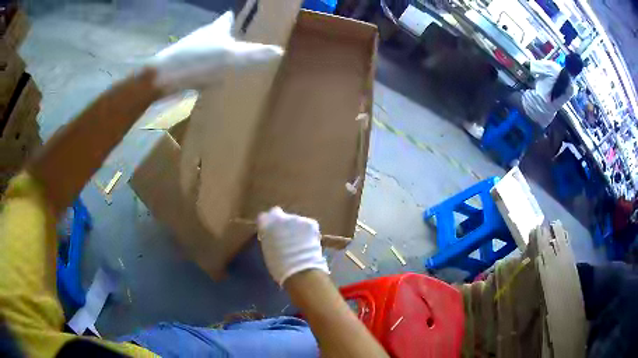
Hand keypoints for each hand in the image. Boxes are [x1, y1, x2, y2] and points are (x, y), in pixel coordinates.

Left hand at [148, 11, 282, 94]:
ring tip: (232, 59)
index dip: (239, 16)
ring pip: (210, 46)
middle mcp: (204, 35)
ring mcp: (192, 49)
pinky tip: (213, 76)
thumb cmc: (198, 61)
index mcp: (217, 28)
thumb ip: (254, 54)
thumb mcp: (231, 57)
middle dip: (231, 34)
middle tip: (245, 41)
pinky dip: (209, 65)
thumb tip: (279, 51)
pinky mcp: (183, 64)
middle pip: (220, 31)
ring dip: (220, 50)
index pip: (230, 17)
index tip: (248, 19)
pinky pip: (202, 61)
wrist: (161, 78)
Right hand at [257, 207, 328, 285]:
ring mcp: (297, 219)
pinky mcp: (311, 223)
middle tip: (287, 237)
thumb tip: (272, 237)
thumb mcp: (268, 251)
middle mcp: (281, 217)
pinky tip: (309, 243)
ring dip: (297, 229)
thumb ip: (269, 239)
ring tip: (300, 243)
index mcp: (266, 225)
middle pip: (281, 216)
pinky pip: (308, 226)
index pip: (263, 217)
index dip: (268, 224)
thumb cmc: (279, 266)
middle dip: (283, 224)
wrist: (300, 271)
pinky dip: (308, 233)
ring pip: (296, 221)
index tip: (270, 232)